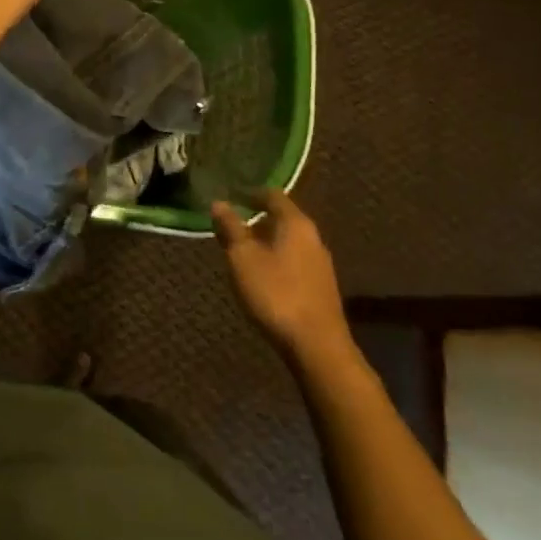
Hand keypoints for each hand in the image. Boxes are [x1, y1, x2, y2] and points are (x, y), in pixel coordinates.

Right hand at [212, 191, 354, 366]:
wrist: (317, 346)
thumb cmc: (276, 293)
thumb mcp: (243, 258)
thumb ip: (231, 228)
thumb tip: (218, 203)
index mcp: (296, 223)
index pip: (273, 195)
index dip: (250, 193)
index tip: (231, 196)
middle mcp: (313, 237)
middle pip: (282, 218)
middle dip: (256, 220)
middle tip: (231, 227)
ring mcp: (320, 263)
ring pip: (289, 241)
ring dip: (266, 242)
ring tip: (242, 253)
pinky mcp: (321, 287)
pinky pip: (294, 261)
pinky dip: (276, 260)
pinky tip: (262, 276)